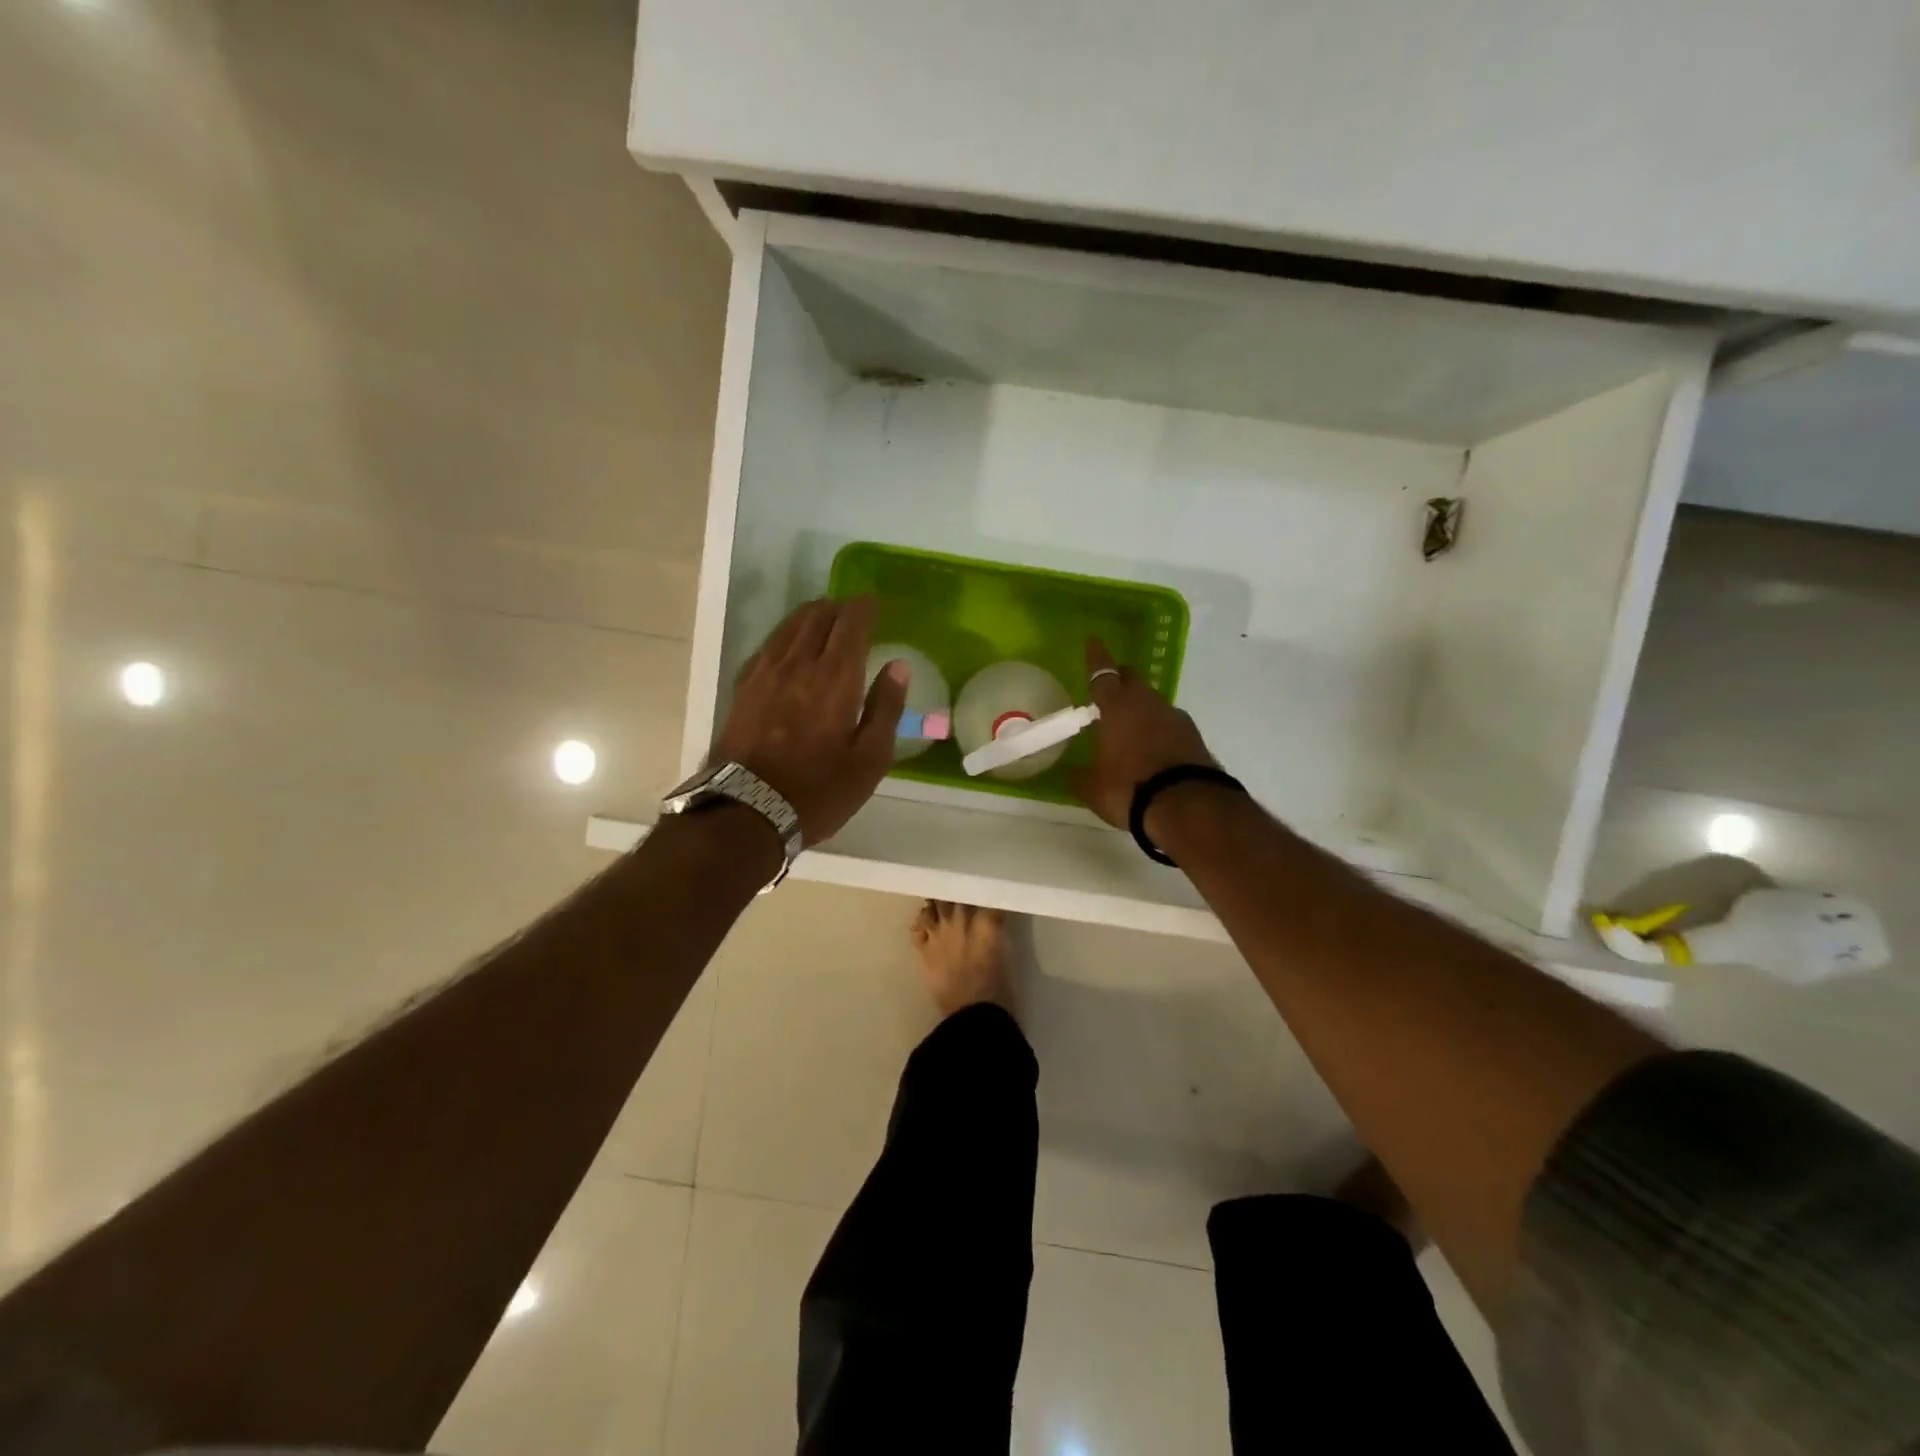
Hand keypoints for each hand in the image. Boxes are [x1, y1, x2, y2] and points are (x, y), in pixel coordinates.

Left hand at [711, 596, 906, 844]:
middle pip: (817, 617)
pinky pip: (769, 645)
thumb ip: (886, 708)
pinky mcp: (743, 688)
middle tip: (852, 610)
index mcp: (835, 678)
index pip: (850, 624)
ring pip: (789, 627)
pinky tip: (789, 644)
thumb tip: (898, 666)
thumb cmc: (819, 791)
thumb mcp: (869, 760)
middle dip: (837, 607)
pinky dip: (786, 635)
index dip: (864, 608)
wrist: (746, 812)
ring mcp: (765, 673)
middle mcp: (798, 664)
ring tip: (823, 616)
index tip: (873, 601)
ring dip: (810, 615)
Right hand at [1072, 637, 1216, 828]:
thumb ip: (1079, 776)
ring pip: (1153, 702)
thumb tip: (1069, 772)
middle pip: (1133, 680)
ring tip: (1129, 726)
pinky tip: (1153, 747)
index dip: (1096, 657)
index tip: (1093, 639)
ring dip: (1141, 707)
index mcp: (1117, 707)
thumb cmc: (1130, 788)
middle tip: (1109, 689)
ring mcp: (1175, 718)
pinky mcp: (1195, 737)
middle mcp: (1147, 703)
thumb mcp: (1093, 788)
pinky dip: (1159, 729)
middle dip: (1120, 679)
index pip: (1102, 674)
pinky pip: (1169, 724)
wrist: (1189, 807)